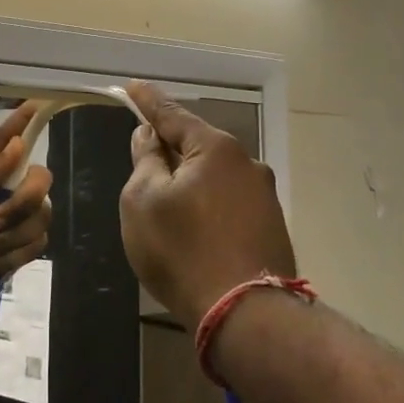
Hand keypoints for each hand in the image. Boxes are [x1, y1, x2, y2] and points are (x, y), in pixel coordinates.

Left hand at [0, 103, 53, 298]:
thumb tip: (19, 144)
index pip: (8, 138)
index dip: (23, 121)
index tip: (38, 103)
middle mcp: (8, 185)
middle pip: (41, 178)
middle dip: (21, 202)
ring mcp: (20, 213)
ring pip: (41, 214)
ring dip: (9, 237)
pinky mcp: (27, 240)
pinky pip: (38, 241)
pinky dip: (11, 254)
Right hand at [119, 81, 296, 328]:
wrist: (246, 315)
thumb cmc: (182, 251)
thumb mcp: (143, 202)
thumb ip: (145, 161)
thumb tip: (150, 137)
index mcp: (215, 149)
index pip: (172, 114)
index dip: (147, 101)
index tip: (131, 87)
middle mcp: (246, 163)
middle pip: (197, 145)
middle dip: (170, 148)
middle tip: (143, 157)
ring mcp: (264, 196)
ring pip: (215, 176)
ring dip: (190, 181)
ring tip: (168, 205)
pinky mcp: (271, 227)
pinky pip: (229, 202)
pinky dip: (208, 206)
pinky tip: (196, 230)